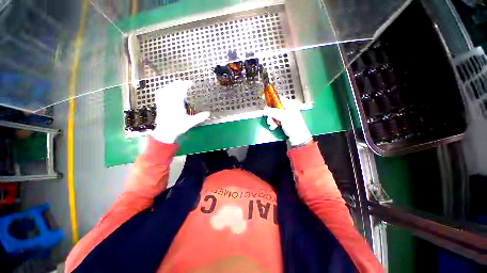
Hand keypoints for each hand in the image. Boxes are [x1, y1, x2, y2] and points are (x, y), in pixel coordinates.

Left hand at [152, 80, 209, 143]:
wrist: (165, 131)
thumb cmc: (178, 126)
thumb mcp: (191, 122)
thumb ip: (200, 117)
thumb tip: (208, 113)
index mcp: (177, 103)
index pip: (181, 90)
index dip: (185, 84)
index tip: (190, 83)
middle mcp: (169, 100)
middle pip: (173, 87)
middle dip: (179, 83)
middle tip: (185, 83)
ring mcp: (163, 102)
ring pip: (166, 89)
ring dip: (171, 85)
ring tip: (176, 84)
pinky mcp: (159, 104)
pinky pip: (159, 93)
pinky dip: (163, 89)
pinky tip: (165, 89)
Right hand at [263, 100, 311, 146]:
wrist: (298, 137)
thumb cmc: (293, 125)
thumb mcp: (283, 117)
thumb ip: (273, 112)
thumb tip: (265, 109)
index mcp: (289, 105)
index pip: (279, 98)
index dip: (272, 99)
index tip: (265, 100)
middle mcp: (287, 109)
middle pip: (274, 107)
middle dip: (270, 113)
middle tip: (269, 118)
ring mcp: (285, 116)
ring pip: (274, 114)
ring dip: (271, 119)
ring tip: (272, 124)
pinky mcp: (283, 122)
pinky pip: (275, 120)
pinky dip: (273, 123)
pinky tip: (273, 127)